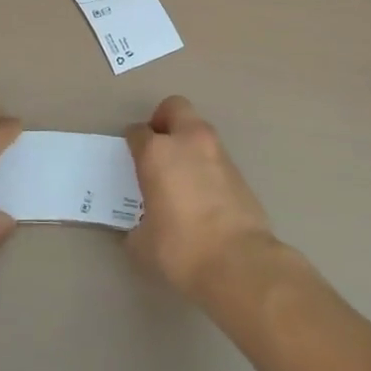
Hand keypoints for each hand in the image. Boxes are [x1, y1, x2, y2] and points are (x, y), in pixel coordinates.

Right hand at [125, 96, 277, 300]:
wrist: (239, 262)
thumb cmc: (181, 249)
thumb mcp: (143, 243)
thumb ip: (138, 225)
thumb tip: (143, 227)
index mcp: (157, 152)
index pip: (137, 132)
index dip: (132, 143)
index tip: (131, 157)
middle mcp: (187, 141)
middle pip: (174, 107)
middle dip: (163, 120)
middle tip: (157, 147)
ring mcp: (217, 152)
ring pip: (198, 129)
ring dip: (187, 141)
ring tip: (180, 173)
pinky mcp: (239, 170)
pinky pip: (215, 155)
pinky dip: (205, 163)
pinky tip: (201, 192)